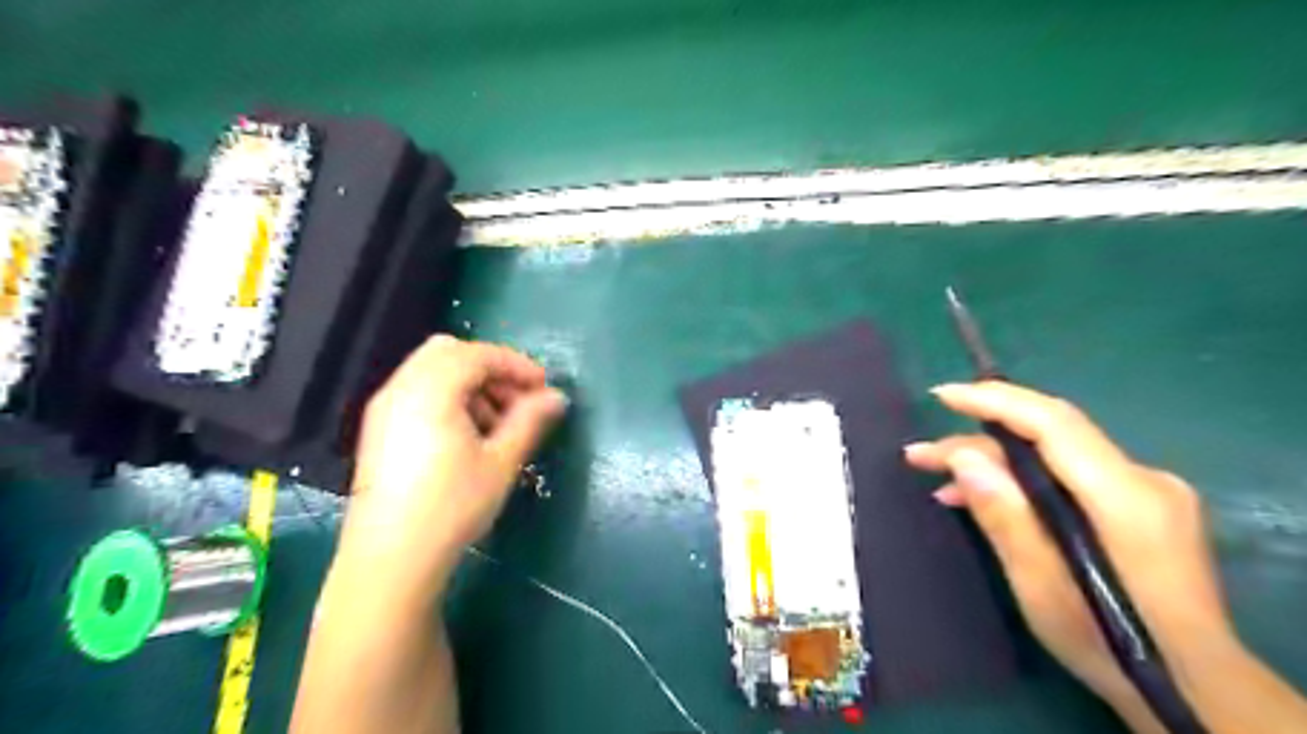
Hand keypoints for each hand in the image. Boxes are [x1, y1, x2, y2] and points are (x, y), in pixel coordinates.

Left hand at [336, 336, 568, 600]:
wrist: (391, 559)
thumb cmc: (452, 506)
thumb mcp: (501, 461)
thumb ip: (530, 420)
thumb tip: (557, 397)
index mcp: (431, 390)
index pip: (479, 355)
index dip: (517, 365)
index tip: (544, 388)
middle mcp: (401, 388)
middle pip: (450, 352)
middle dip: (491, 369)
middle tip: (518, 400)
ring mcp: (385, 408)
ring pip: (433, 371)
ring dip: (470, 384)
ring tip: (497, 423)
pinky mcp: (379, 430)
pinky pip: (418, 392)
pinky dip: (448, 398)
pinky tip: (467, 436)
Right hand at [906, 380, 1233, 729]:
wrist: (1193, 687)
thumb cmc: (1110, 642)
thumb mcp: (1041, 585)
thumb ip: (1005, 515)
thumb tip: (964, 458)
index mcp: (1126, 497)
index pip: (1054, 423)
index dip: (995, 401)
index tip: (942, 397)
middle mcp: (1142, 480)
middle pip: (1048, 437)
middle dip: (979, 440)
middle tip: (921, 455)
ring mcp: (1145, 492)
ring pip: (1054, 456)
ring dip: (995, 462)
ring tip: (940, 480)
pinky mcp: (1139, 507)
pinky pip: (1067, 475)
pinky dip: (1022, 480)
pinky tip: (984, 498)